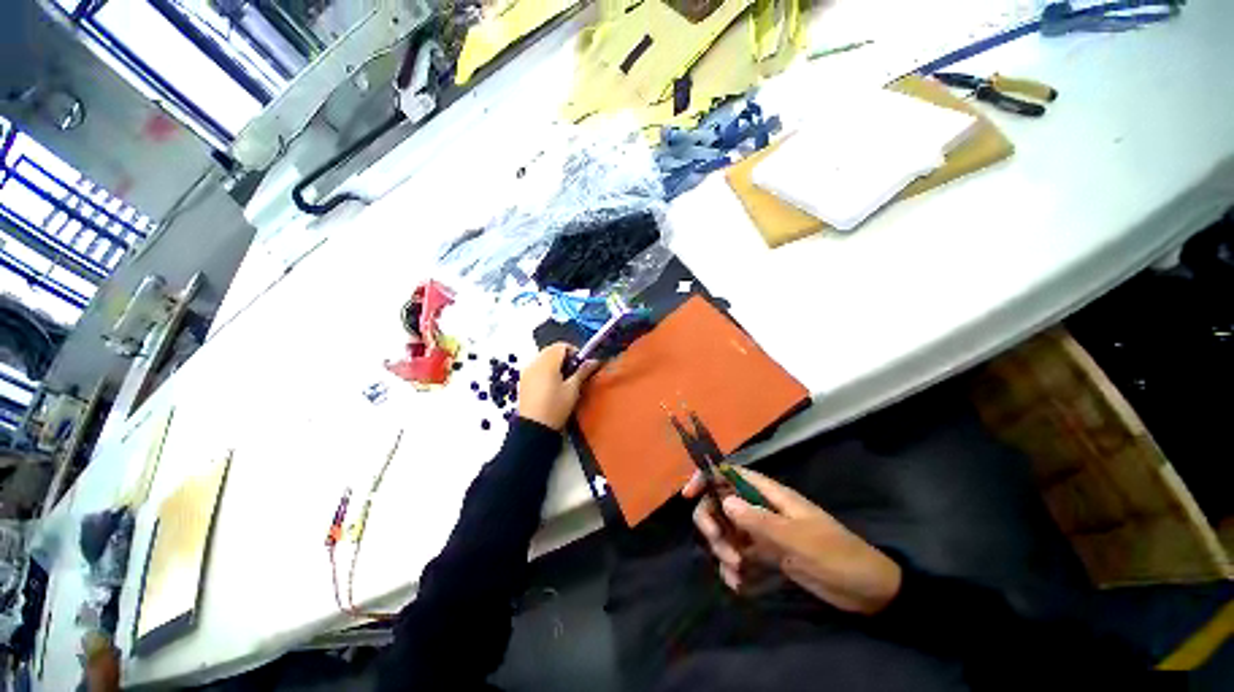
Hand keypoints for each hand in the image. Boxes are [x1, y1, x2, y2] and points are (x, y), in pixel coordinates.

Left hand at [517, 343, 600, 429]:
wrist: (534, 428)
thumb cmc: (556, 407)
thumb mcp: (573, 389)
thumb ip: (582, 371)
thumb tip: (594, 361)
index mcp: (547, 362)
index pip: (562, 346)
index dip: (574, 352)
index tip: (581, 366)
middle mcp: (534, 363)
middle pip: (551, 351)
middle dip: (564, 358)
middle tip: (574, 373)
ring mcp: (526, 372)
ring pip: (543, 359)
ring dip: (555, 364)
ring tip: (563, 381)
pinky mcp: (522, 381)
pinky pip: (536, 368)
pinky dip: (545, 371)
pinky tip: (551, 387)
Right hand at [684, 467, 901, 614]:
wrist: (868, 591)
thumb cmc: (837, 556)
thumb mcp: (799, 540)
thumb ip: (760, 521)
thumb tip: (724, 501)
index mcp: (770, 495)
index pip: (731, 474)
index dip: (707, 478)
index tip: (688, 496)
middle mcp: (761, 508)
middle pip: (721, 502)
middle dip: (714, 522)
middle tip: (720, 546)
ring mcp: (762, 532)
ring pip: (727, 529)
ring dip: (723, 548)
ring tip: (737, 571)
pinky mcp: (766, 555)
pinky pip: (738, 554)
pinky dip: (733, 567)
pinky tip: (740, 584)